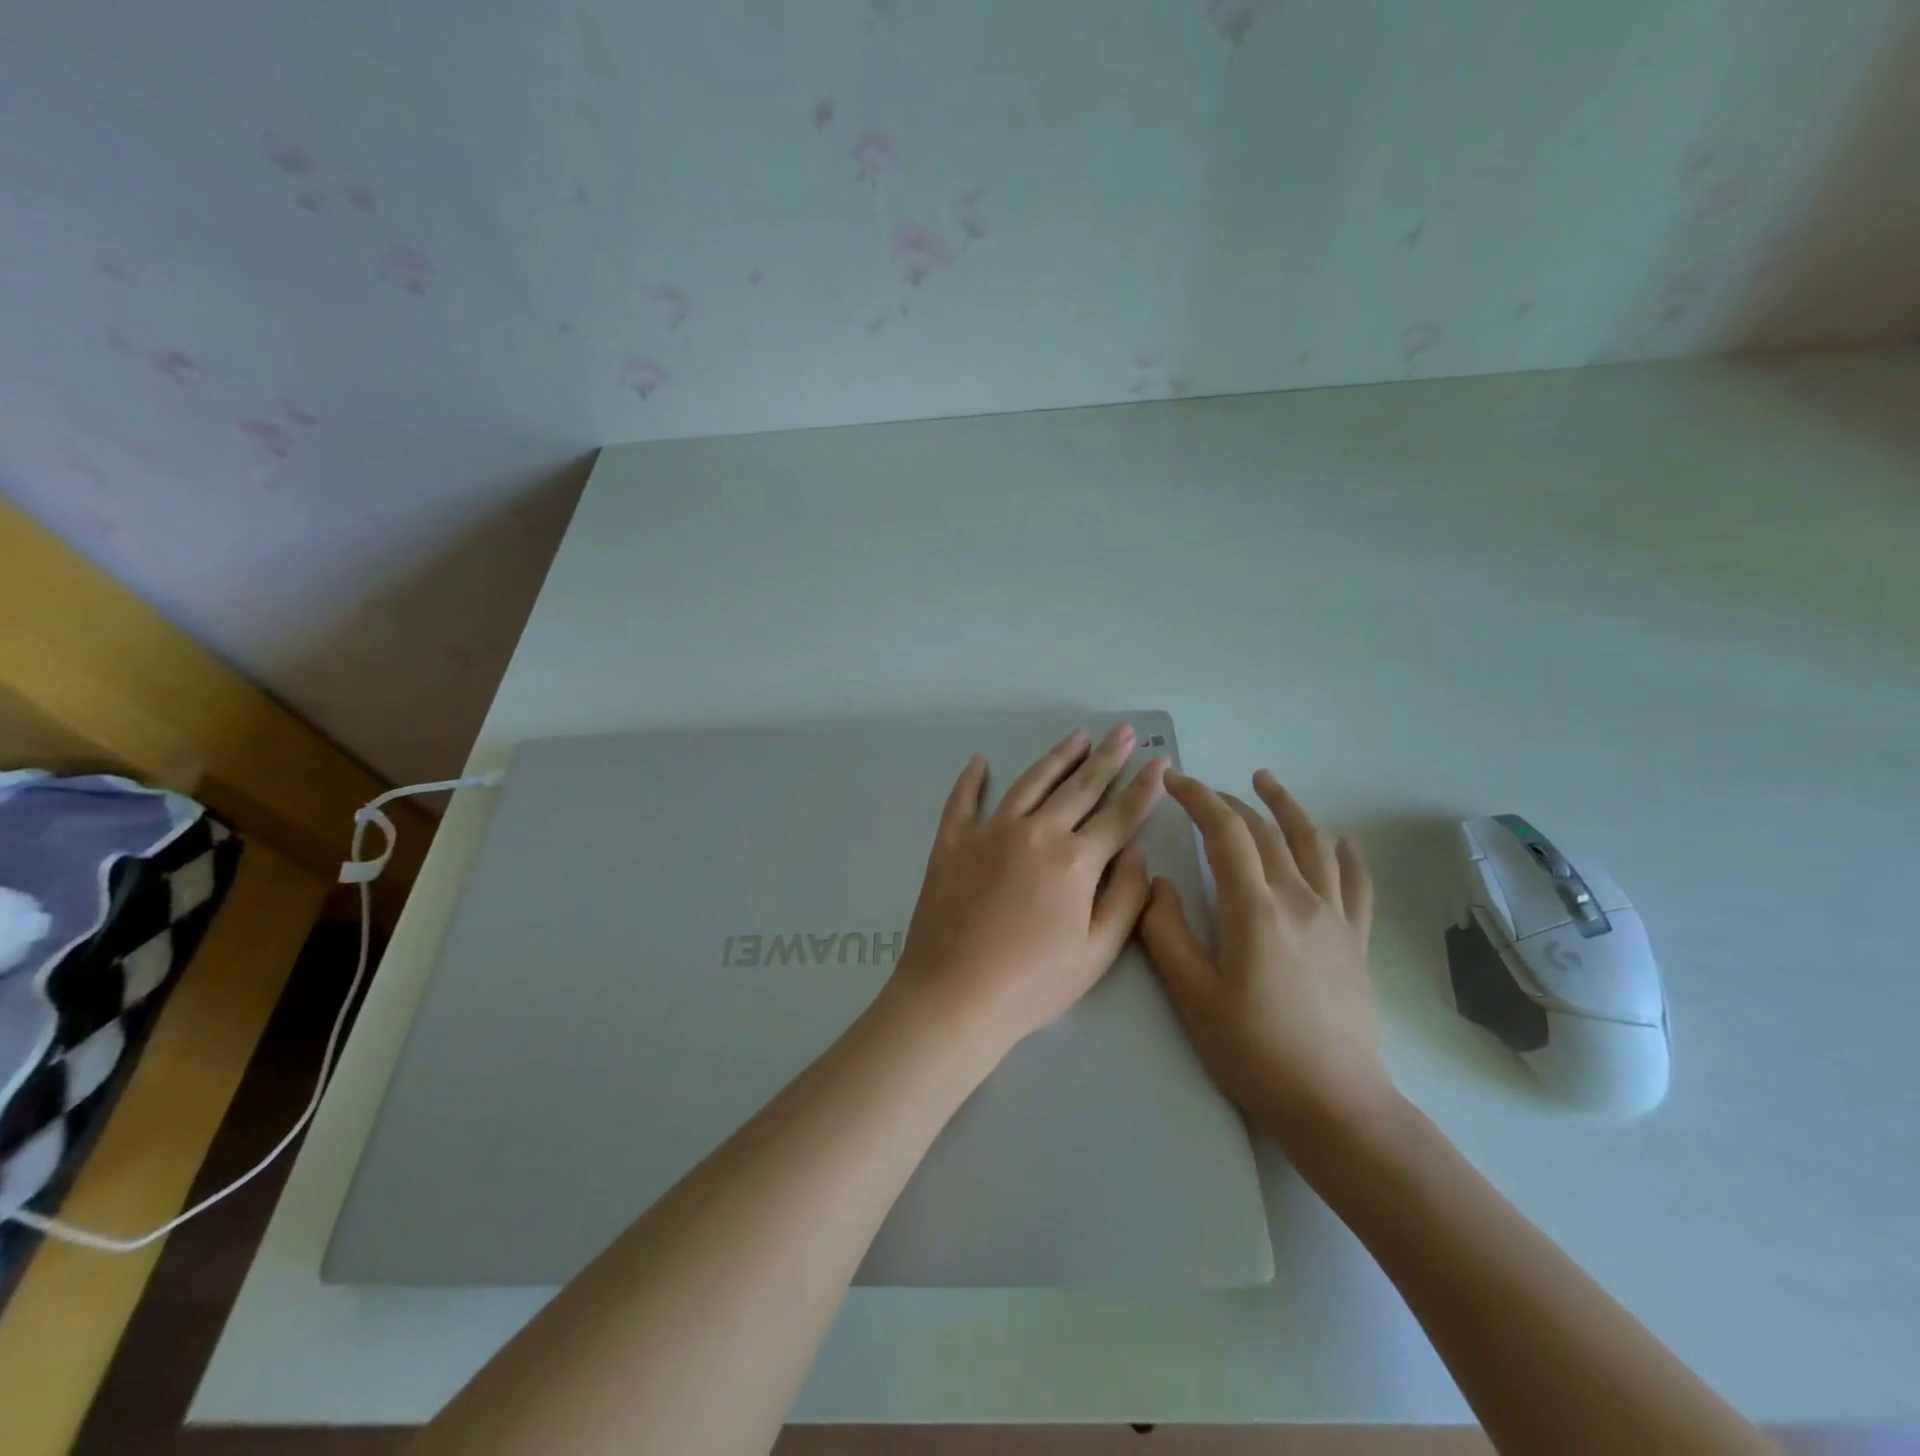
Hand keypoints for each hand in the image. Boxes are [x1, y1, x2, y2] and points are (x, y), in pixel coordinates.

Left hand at [892, 725, 1167, 1056]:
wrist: (953, 994)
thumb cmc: (1032, 983)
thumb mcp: (1097, 952)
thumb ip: (1126, 897)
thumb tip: (1135, 853)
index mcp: (1075, 860)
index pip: (1120, 815)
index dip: (1144, 788)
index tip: (1160, 762)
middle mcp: (1035, 832)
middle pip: (1080, 787)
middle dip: (1107, 758)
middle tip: (1124, 731)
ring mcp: (989, 832)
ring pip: (1030, 783)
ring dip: (1057, 757)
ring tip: (1078, 736)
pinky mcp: (951, 842)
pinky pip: (962, 800)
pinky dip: (971, 779)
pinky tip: (980, 761)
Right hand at [1138, 769, 1392, 1148]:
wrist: (1334, 1105)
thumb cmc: (1253, 1051)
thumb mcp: (1191, 995)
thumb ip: (1166, 932)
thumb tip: (1158, 883)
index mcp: (1256, 909)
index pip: (1225, 833)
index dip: (1197, 798)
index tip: (1173, 780)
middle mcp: (1300, 899)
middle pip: (1264, 832)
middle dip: (1228, 802)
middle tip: (1199, 791)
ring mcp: (1334, 918)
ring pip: (1313, 844)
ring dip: (1287, 807)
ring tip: (1266, 781)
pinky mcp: (1355, 941)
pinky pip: (1357, 886)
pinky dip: (1349, 855)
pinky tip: (1344, 840)